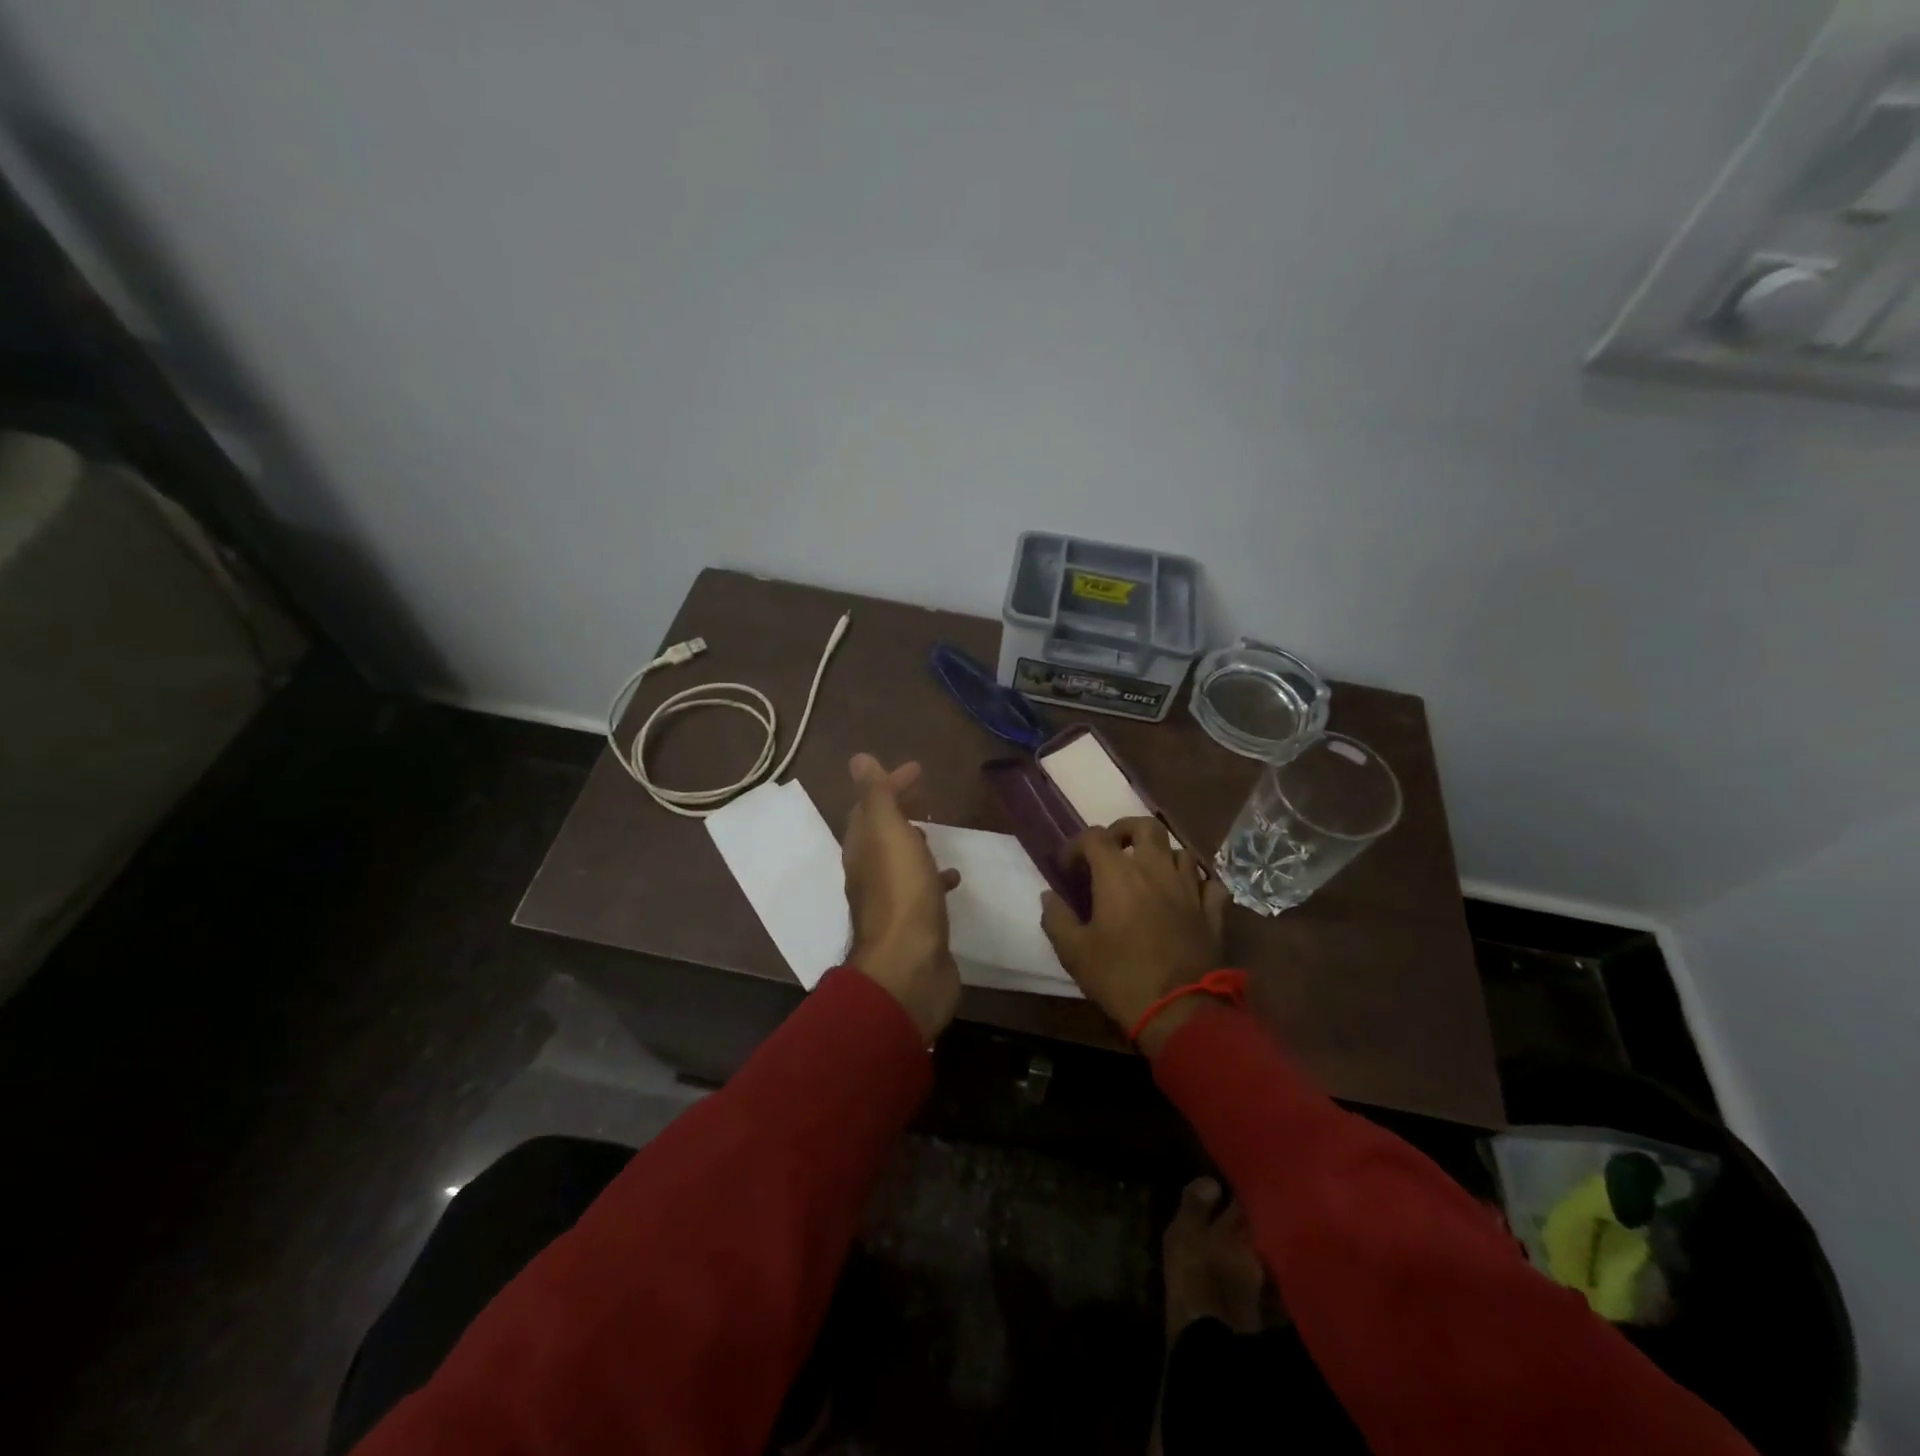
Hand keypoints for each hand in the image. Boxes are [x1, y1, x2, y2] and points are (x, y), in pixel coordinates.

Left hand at [842, 753, 962, 1042]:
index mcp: (862, 850)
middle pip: (881, 833)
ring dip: (913, 843)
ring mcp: (892, 902)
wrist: (909, 970)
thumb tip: (858, 759)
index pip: (869, 806)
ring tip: (934, 831)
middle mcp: (870, 874)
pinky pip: (922, 890)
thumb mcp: (888, 835)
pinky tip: (953, 878)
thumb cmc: (902, 895)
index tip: (917, 769)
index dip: (889, 784)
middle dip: (899, 810)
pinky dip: (933, 877)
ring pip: (900, 862)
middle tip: (924, 793)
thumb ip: (876, 797)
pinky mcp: (915, 925)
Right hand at [1040, 816, 1229, 1055]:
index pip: (1094, 836)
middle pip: (1145, 826)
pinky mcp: (1212, 912)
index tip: (1068, 868)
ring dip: (1162, 855)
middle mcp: (1156, 869)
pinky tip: (1187, 895)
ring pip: (1180, 851)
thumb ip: (1056, 918)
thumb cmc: (1119, 976)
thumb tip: (1048, 896)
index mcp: (1118, 874)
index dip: (1076, 845)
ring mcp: (1189, 888)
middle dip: (1126, 830)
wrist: (1179, 1009)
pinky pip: (1209, 883)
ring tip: (1149, 874)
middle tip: (1114, 850)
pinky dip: (1198, 883)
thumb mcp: (1073, 952)